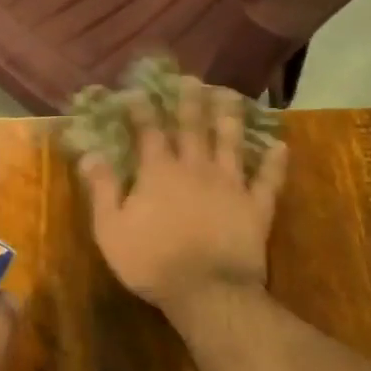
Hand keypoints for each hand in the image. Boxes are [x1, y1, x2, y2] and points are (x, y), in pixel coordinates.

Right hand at [77, 76, 288, 320]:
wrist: (208, 292)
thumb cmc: (151, 261)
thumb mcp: (110, 228)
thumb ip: (102, 188)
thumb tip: (90, 153)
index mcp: (158, 172)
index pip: (149, 131)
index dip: (142, 109)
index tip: (136, 90)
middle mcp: (195, 168)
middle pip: (193, 127)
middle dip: (189, 100)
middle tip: (191, 78)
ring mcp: (230, 185)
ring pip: (231, 143)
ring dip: (230, 117)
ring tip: (230, 95)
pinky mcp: (256, 207)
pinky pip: (268, 180)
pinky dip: (275, 163)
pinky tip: (280, 146)